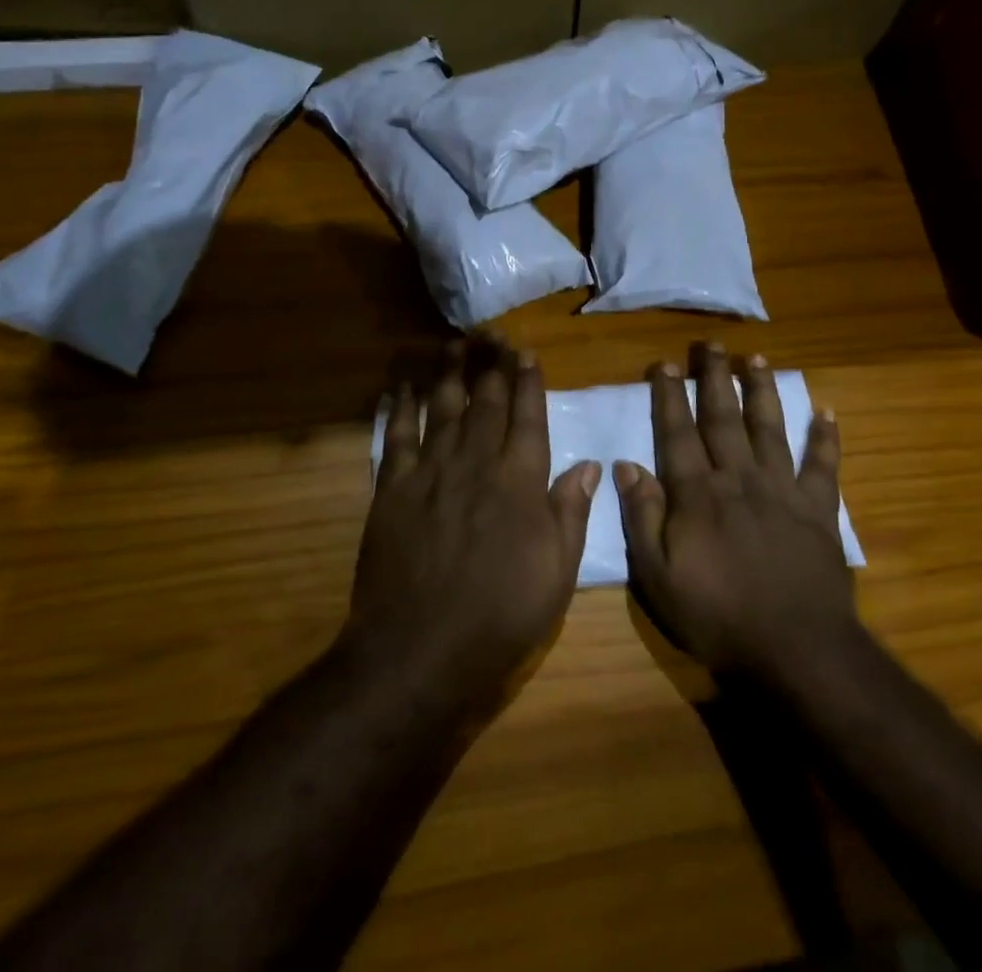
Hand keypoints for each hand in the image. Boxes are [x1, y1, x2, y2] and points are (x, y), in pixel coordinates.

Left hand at [347, 339, 599, 708]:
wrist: (420, 648)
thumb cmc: (500, 614)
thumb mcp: (557, 572)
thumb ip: (571, 512)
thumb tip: (590, 464)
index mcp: (520, 480)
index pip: (527, 415)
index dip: (527, 380)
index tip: (525, 352)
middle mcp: (476, 461)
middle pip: (486, 400)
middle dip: (491, 362)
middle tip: (493, 332)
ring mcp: (431, 470)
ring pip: (443, 406)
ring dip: (449, 371)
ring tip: (454, 342)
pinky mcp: (392, 487)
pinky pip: (396, 434)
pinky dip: (400, 406)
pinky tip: (402, 385)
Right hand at [613, 345, 860, 681]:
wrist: (795, 649)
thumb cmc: (718, 616)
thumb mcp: (658, 576)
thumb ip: (643, 517)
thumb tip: (627, 465)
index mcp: (698, 493)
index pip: (678, 433)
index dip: (669, 396)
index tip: (664, 364)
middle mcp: (739, 478)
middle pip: (723, 418)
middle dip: (715, 378)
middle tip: (711, 345)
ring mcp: (782, 491)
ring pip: (769, 428)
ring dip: (762, 392)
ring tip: (757, 359)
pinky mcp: (818, 510)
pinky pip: (822, 466)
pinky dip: (825, 439)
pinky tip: (827, 412)